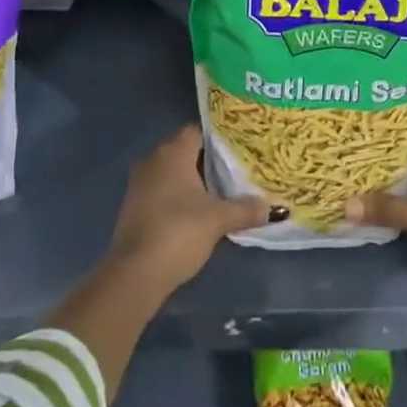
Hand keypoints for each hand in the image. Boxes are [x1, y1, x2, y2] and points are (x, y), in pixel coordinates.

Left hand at [107, 126, 269, 292]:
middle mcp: (152, 160)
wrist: (135, 274)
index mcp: (172, 153)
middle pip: (185, 151)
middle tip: (234, 172)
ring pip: (171, 173)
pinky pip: (161, 192)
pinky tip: (195, 213)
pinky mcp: (133, 207)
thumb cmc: (179, 232)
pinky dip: (177, 198)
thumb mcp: (219, 219)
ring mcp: (139, 184)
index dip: (217, 139)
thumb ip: (246, 209)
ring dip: (191, 182)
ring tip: (219, 193)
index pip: (197, 131)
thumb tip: (274, 207)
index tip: (238, 150)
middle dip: (207, 162)